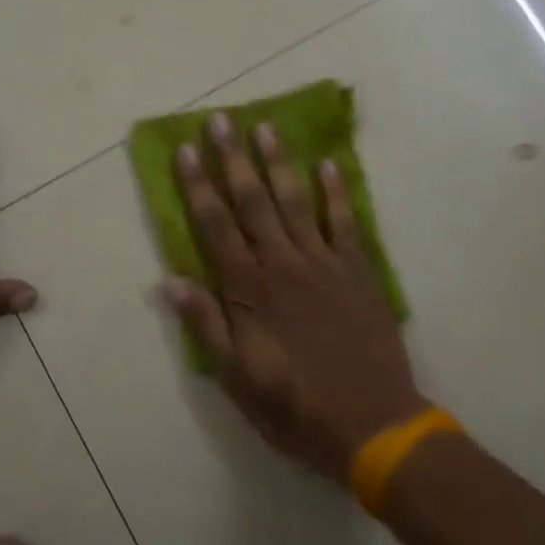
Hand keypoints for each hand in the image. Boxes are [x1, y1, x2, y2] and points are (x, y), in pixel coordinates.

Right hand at [158, 111, 427, 481]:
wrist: (375, 426)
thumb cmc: (296, 406)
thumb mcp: (237, 379)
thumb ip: (206, 326)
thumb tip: (170, 281)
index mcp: (249, 290)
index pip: (215, 225)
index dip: (197, 185)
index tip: (185, 149)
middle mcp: (282, 264)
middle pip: (252, 201)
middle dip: (232, 158)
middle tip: (221, 118)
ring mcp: (324, 263)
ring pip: (295, 201)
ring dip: (278, 162)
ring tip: (265, 126)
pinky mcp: (357, 271)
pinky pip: (344, 222)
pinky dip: (336, 191)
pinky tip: (328, 163)